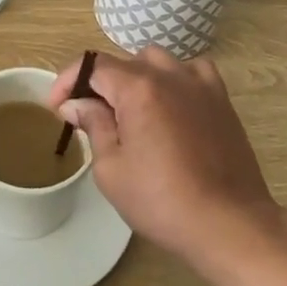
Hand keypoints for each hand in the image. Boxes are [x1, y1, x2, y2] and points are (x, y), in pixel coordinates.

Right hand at [50, 47, 279, 269]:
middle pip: (124, 63)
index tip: (57, 106)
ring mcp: (199, 83)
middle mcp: (169, 74)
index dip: (69, 81)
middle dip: (101, 85)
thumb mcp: (111, 170)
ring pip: (157, 62)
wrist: (229, 224)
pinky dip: (175, 80)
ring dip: (137, 79)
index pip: (93, 65)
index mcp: (138, 87)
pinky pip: (192, 71)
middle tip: (92, 117)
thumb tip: (76, 104)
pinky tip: (172, 104)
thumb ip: (93, 126)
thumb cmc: (162, 201)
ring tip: (131, 111)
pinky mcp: (221, 98)